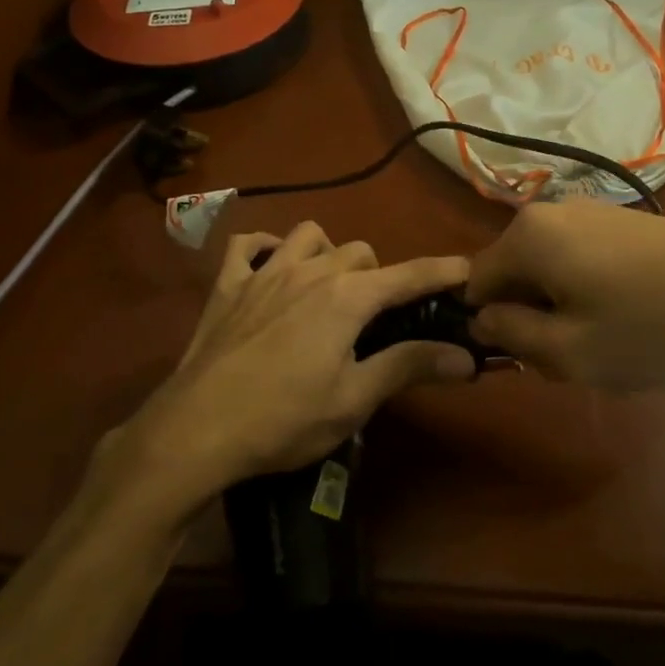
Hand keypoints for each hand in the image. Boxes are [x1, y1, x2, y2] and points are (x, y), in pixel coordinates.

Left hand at [107, 223, 475, 511]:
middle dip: (379, 276)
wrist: (196, 430)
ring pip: (308, 236)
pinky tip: (270, 269)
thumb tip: (466, 357)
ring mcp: (264, 272)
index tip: (468, 270)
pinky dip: (265, 249)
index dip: (442, 272)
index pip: (409, 275)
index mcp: (347, 297)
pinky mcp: (227, 285)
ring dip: (328, 253)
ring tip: (328, 287)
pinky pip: (247, 245)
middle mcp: (310, 271)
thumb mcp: (354, 400)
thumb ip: (409, 367)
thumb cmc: (283, 419)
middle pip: (361, 252)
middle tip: (379, 317)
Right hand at [465, 202, 664, 390]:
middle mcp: (551, 210)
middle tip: (572, 357)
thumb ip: (509, 335)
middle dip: (530, 318)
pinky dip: (589, 292)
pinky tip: (631, 317)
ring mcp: (591, 211)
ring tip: (607, 341)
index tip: (527, 359)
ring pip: (548, 270)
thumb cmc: (654, 327)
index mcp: (528, 234)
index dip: (491, 328)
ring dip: (561, 309)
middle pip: (513, 275)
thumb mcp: (569, 352)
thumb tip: (482, 317)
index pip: (474, 284)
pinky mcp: (624, 220)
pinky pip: (580, 259)